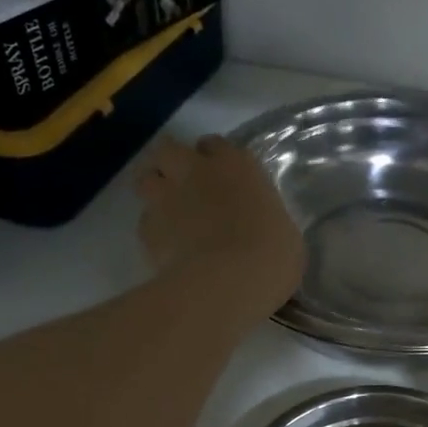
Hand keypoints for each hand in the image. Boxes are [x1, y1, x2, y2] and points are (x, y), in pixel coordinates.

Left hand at [137, 135, 303, 318]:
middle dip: (173, 162)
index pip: (216, 145)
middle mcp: (196, 171)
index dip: (215, 158)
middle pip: (169, 149)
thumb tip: (257, 223)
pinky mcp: (147, 228)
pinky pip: (145, 221)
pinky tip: (167, 246)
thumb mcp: (282, 230)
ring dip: (156, 190)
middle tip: (185, 183)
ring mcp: (166, 197)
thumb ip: (261, 216)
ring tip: (169, 212)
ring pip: (146, 179)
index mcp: (236, 166)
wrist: (228, 282)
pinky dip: (154, 229)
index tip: (221, 174)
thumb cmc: (272, 254)